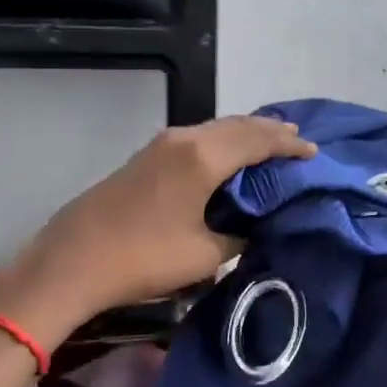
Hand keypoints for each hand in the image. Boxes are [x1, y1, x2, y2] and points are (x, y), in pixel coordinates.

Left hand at [0, 117, 316, 345]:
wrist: (72, 260)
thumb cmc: (144, 257)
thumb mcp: (205, 254)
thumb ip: (238, 234)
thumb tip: (252, 224)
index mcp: (204, 156)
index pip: (259, 141)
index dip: (290, 146)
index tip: (314, 154)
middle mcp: (185, 139)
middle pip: (238, 125)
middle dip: (270, 132)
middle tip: (297, 142)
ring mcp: (161, 144)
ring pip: (215, 129)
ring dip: (244, 134)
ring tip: (270, 143)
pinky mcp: (146, 157)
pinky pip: (197, 139)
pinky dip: (222, 143)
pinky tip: (228, 156)